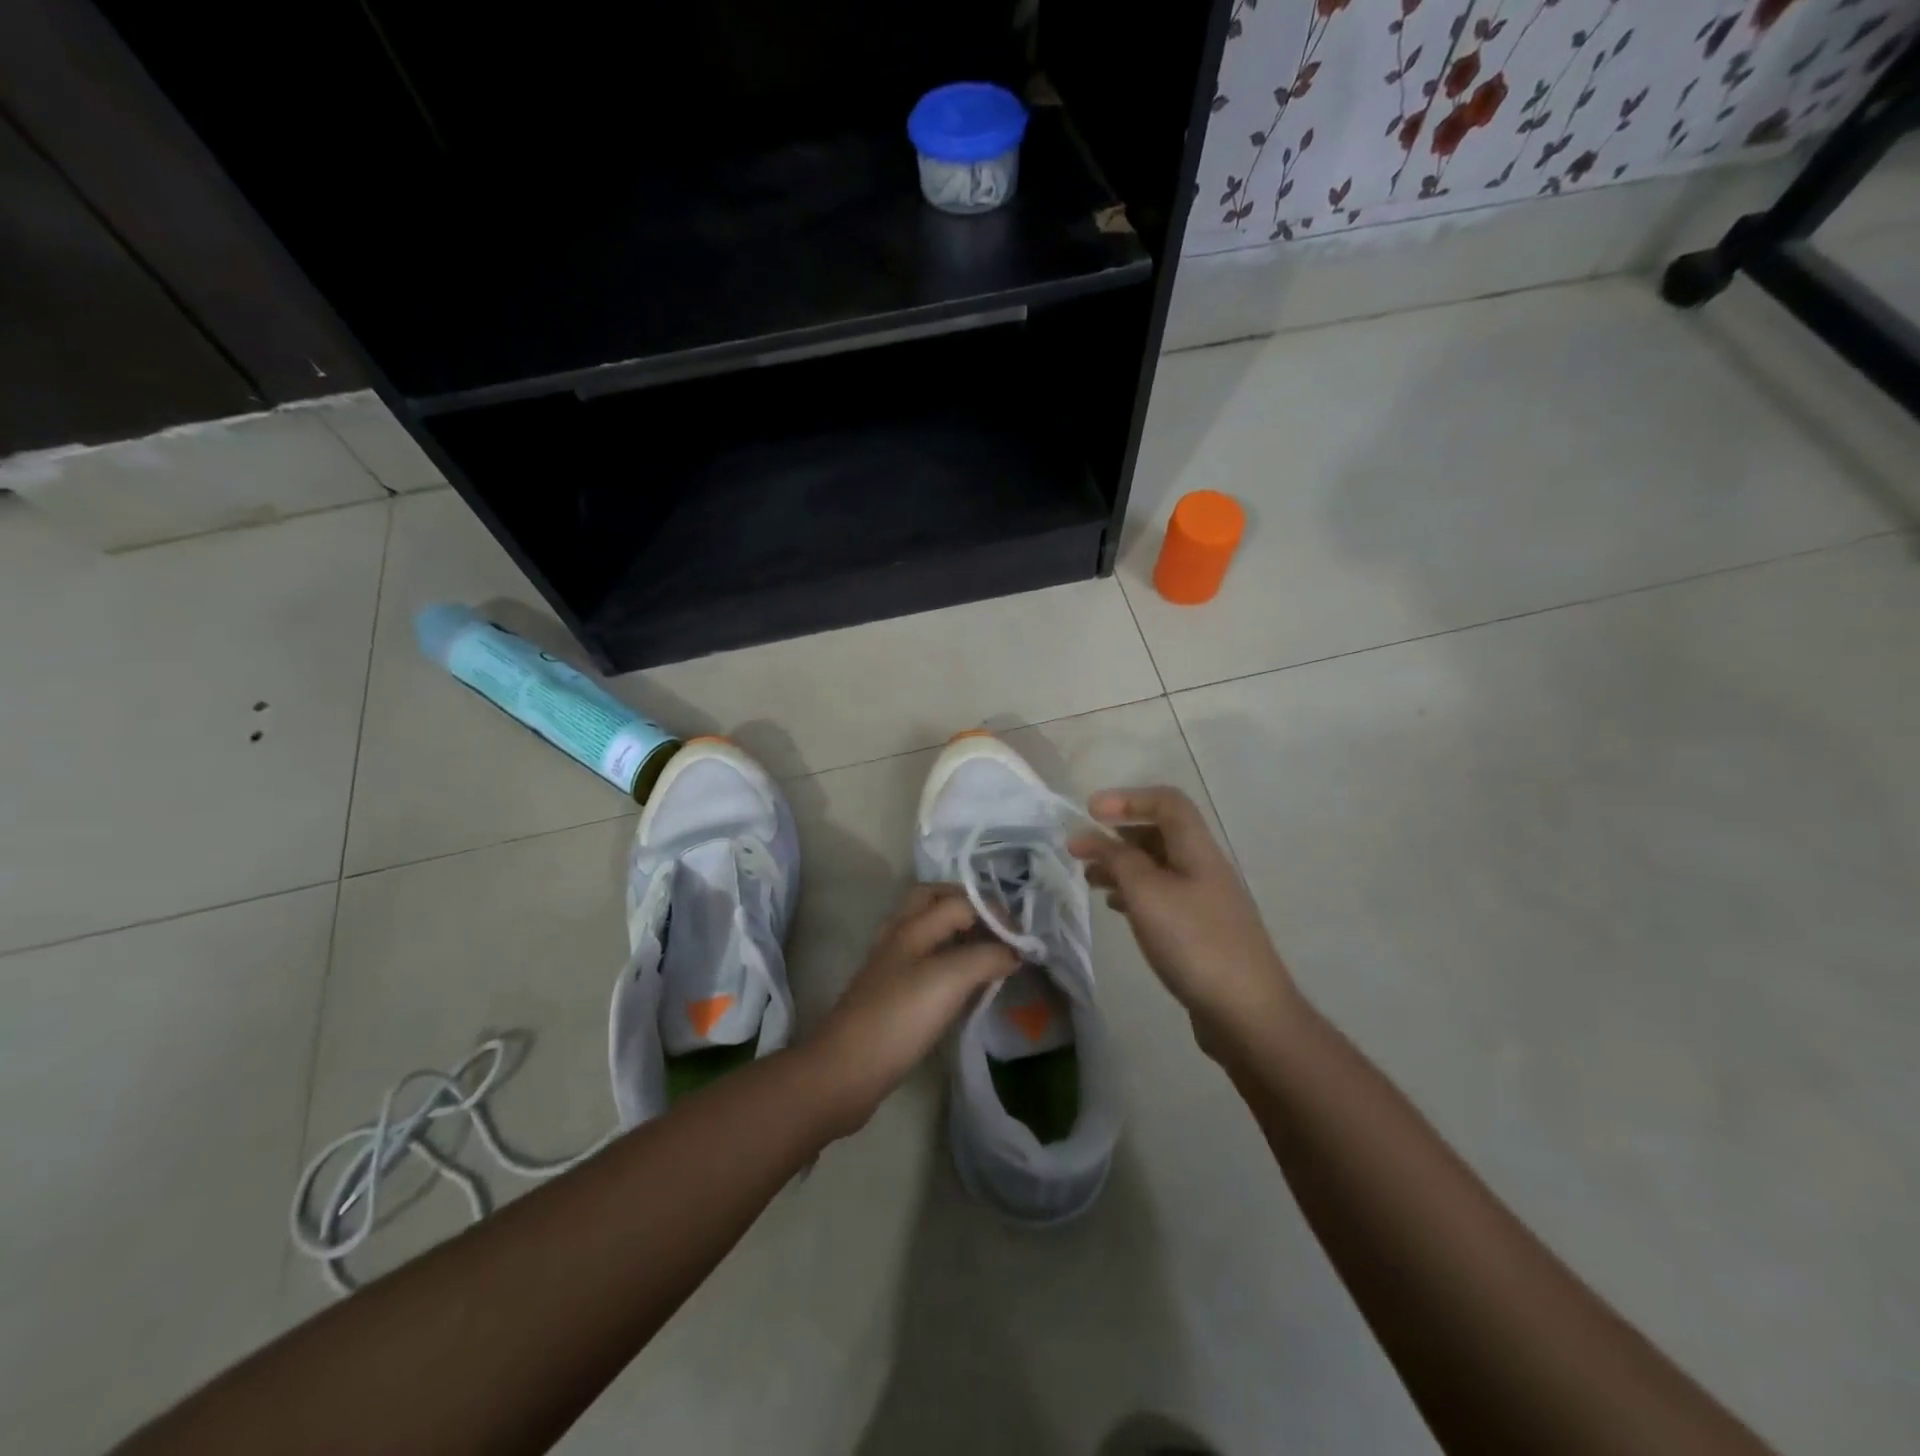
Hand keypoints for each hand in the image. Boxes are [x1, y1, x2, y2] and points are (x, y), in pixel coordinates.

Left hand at [810, 885, 1019, 1132]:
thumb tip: (1013, 952)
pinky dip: (945, 958)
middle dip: (966, 904)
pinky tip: (961, 982)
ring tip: (985, 950)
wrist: (846, 1071)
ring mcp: (890, 965)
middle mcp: (898, 937)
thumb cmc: (899, 1018)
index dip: (994, 913)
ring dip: (955, 929)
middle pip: (932, 900)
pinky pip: (922, 960)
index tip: (1022, 941)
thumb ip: (986, 957)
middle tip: (997, 927)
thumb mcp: (949, 980)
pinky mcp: (889, 994)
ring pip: (925, 930)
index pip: (959, 901)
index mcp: (911, 926)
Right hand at [1069, 786, 1296, 1056]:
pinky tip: (1116, 908)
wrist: (1248, 1014)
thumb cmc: (1195, 942)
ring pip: (1158, 867)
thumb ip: (1116, 858)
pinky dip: (1134, 894)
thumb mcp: (1147, 893)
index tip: (1089, 811)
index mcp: (1197, 849)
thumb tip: (1087, 835)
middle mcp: (1204, 868)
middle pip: (1160, 833)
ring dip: (1122, 865)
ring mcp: (1205, 901)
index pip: (1166, 802)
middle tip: (1080, 849)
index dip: (1127, 798)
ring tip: (1090, 879)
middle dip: (1118, 834)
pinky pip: (1162, 897)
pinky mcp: (1201, 931)